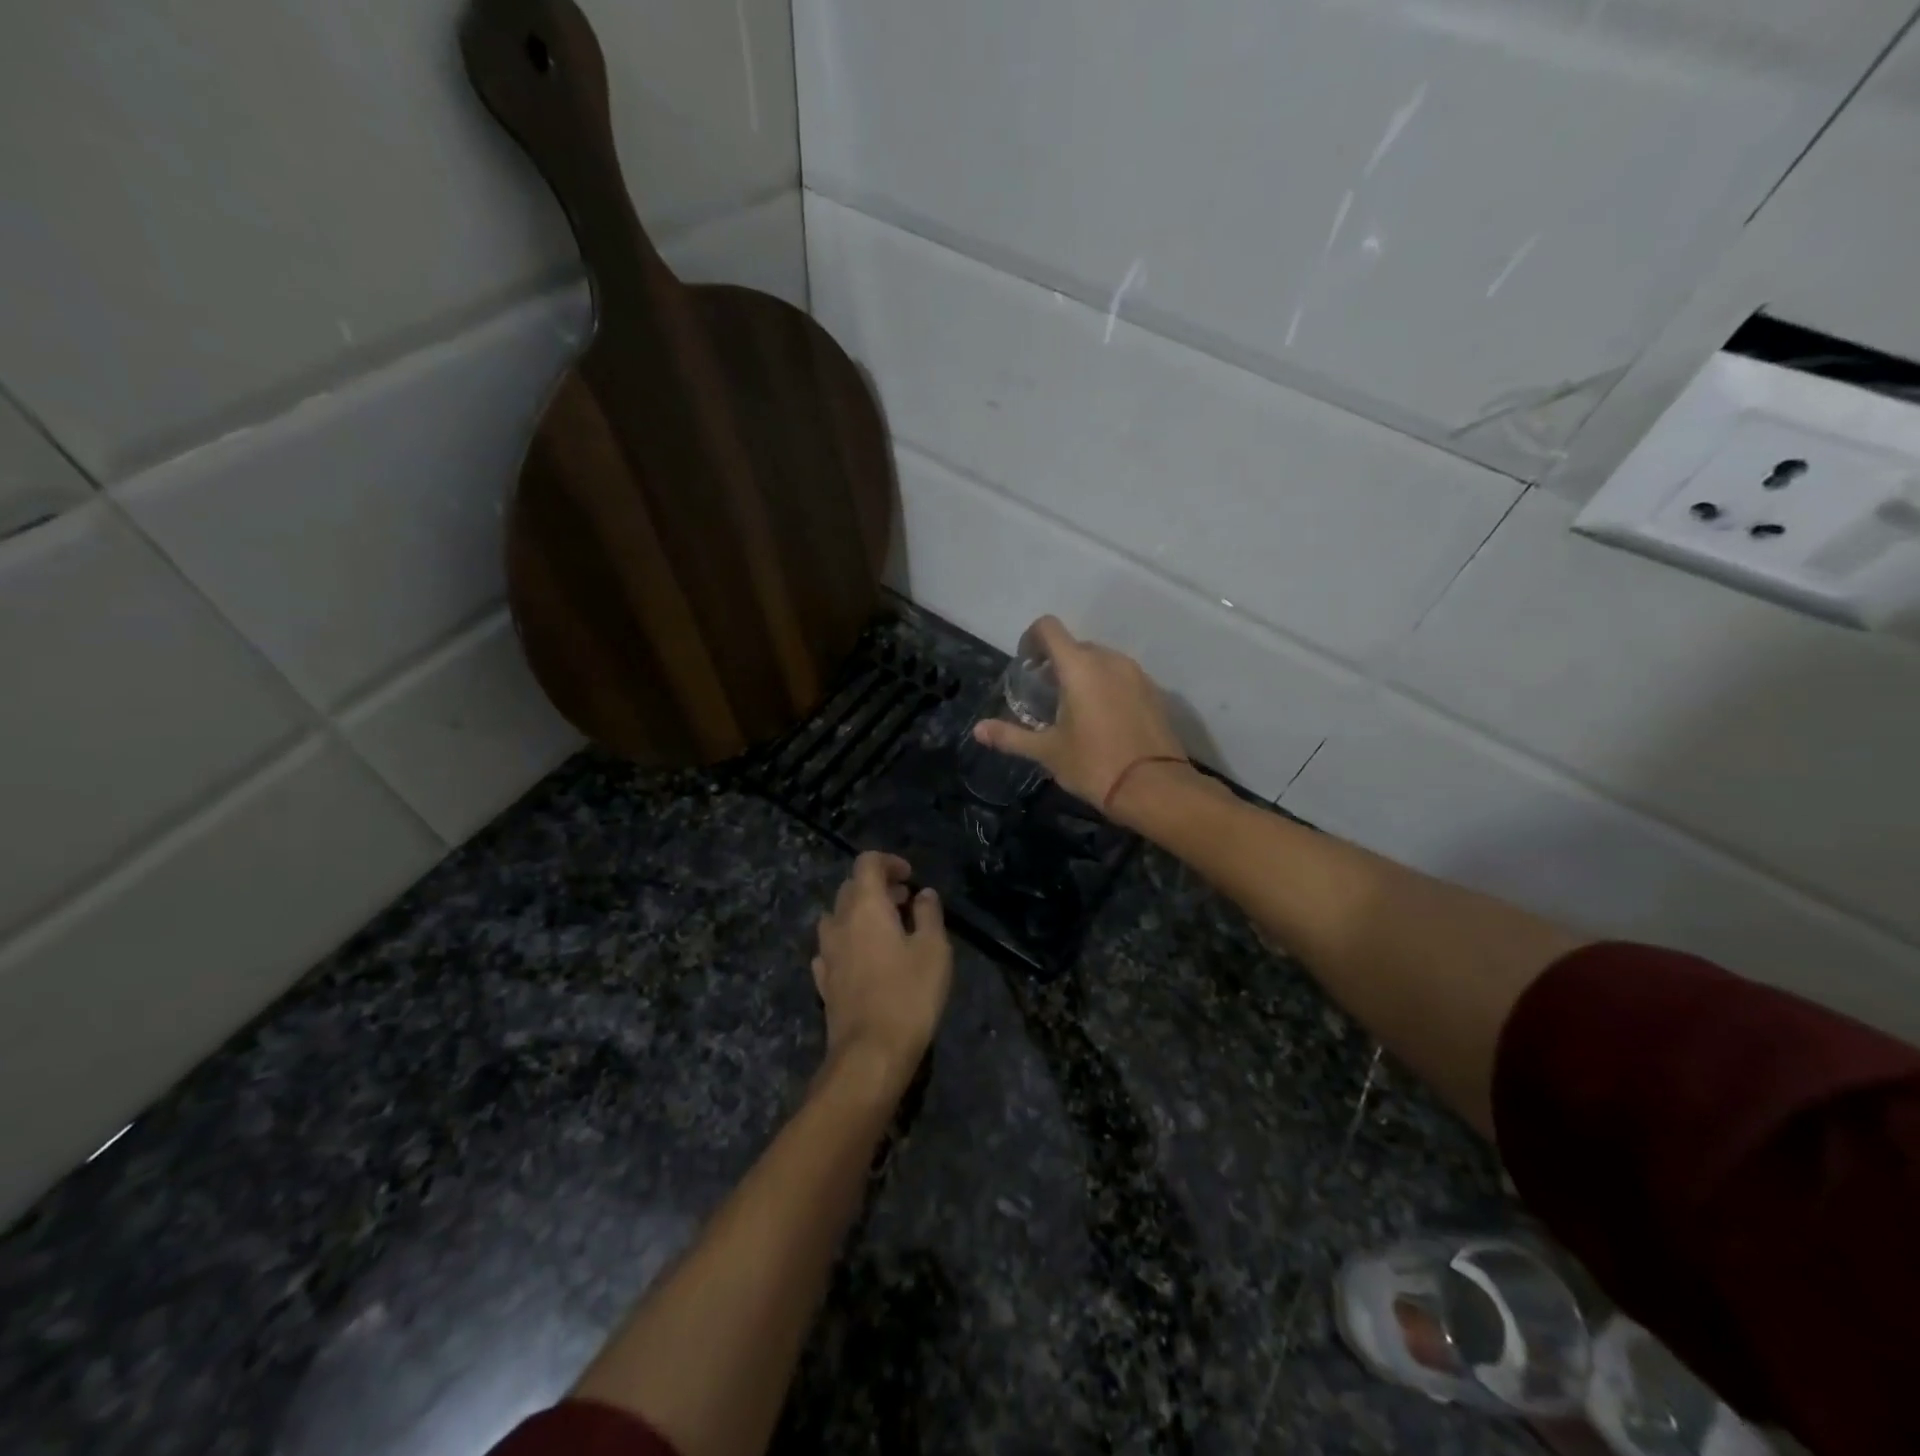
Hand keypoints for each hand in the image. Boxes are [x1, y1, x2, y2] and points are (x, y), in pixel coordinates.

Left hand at [812, 853, 952, 1091]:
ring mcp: (826, 952)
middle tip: (905, 901)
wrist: (870, 1053)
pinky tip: (865, 957)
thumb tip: (924, 894)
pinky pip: (832, 946)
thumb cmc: (909, 995)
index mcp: (866, 906)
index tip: (911, 877)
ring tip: (887, 929)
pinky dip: (849, 940)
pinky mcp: (823, 980)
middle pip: (851, 887)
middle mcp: (839, 922)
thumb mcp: (934, 950)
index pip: (867, 863)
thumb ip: (928, 914)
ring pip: (838, 916)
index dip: (889, 862)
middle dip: (877, 886)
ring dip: (860, 913)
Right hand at [972, 616, 1192, 821]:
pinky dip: (1106, 687)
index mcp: (1079, 667)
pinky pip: (1122, 677)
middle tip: (1045, 694)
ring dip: (1083, 674)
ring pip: (1101, 660)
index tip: (1025, 665)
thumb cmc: (1094, 765)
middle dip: (1056, 662)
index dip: (1031, 638)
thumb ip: (1011, 736)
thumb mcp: (1047, 752)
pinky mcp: (1154, 691)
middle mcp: (1109, 660)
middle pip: (1075, 645)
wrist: (1155, 788)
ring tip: (1073, 708)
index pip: (1049, 628)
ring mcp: (1136, 674)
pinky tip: (1102, 719)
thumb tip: (977, 730)